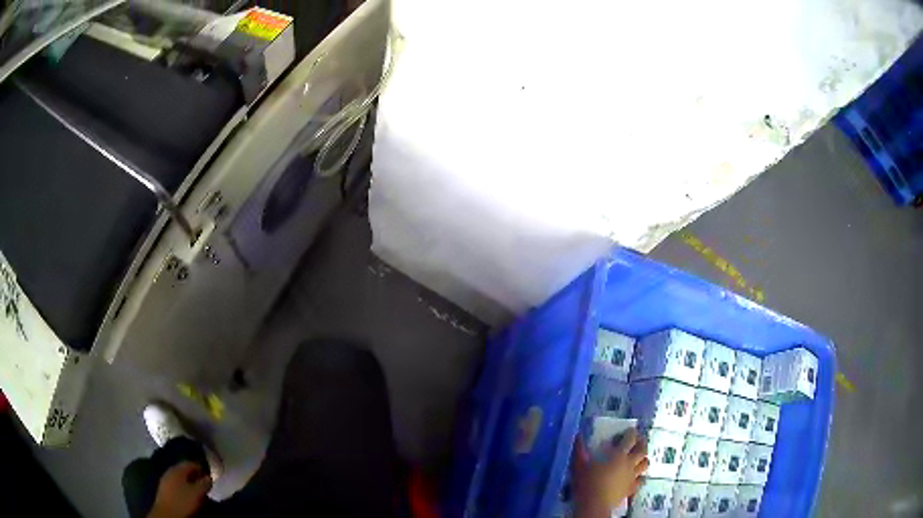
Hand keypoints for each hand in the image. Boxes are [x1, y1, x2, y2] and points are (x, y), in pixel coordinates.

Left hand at [147, 462, 211, 517]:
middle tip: (203, 482)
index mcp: (177, 469)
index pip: (190, 463)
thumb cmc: (182, 501)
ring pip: (179, 477)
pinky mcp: (164, 488)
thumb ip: (204, 484)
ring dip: (188, 481)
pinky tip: (186, 493)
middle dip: (194, 475)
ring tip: (196, 489)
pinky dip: (183, 486)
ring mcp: (165, 479)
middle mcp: (170, 470)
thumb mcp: (197, 493)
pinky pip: (175, 483)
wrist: (167, 513)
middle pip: (184, 469)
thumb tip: (209, 477)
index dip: (200, 468)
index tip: (209, 474)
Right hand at [572, 428, 648, 517]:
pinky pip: (641, 480)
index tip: (629, 430)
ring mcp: (632, 476)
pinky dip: (641, 477)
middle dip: (642, 443)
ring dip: (643, 459)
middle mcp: (629, 463)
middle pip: (642, 449)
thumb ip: (579, 450)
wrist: (594, 504)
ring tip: (639, 458)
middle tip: (637, 441)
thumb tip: (577, 435)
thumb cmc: (586, 483)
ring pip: (645, 464)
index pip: (630, 439)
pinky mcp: (632, 488)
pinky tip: (637, 477)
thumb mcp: (579, 465)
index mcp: (618, 455)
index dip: (631, 433)